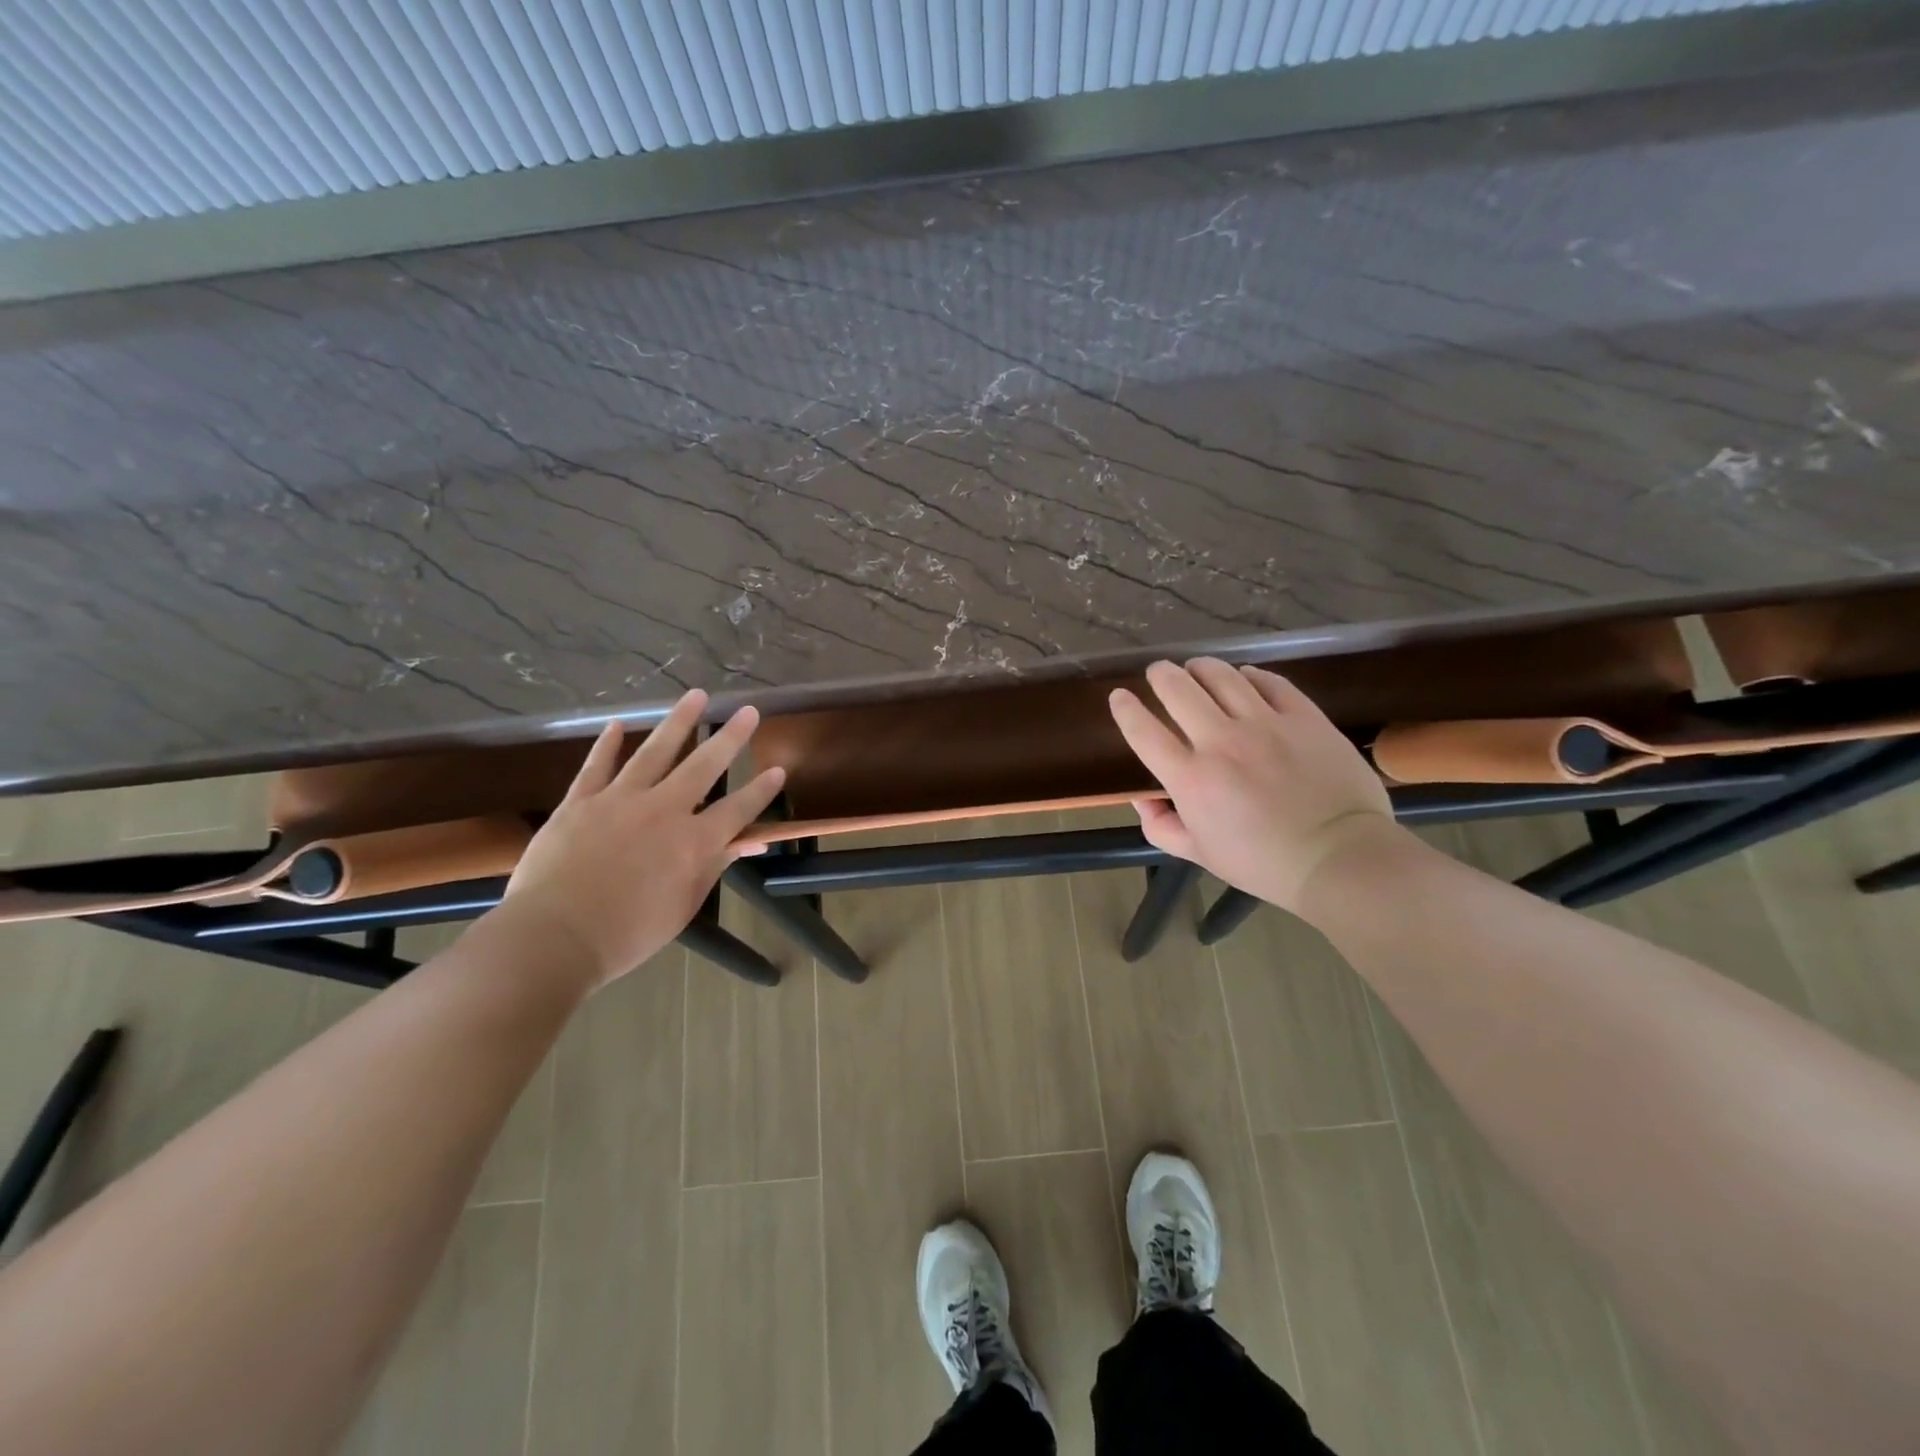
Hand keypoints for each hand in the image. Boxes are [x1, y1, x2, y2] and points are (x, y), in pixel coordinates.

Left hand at [498, 690, 784, 986]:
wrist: (554, 937)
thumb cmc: (628, 933)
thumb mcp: (683, 905)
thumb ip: (714, 866)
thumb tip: (750, 842)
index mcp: (693, 842)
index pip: (738, 809)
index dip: (761, 790)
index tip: (778, 769)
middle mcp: (664, 810)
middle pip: (704, 766)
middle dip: (730, 737)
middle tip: (747, 710)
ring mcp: (620, 801)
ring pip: (655, 752)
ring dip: (678, 722)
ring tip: (696, 696)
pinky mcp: (580, 802)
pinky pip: (597, 766)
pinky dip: (607, 744)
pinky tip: (617, 724)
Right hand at [1108, 659, 1399, 914]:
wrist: (1338, 857)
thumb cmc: (1262, 863)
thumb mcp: (1200, 854)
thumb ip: (1162, 827)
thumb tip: (1142, 801)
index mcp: (1190, 778)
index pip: (1144, 731)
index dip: (1125, 709)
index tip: (1119, 696)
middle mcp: (1221, 741)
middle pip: (1178, 689)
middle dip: (1161, 675)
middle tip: (1159, 672)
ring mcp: (1265, 724)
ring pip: (1222, 677)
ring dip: (1202, 668)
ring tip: (1197, 668)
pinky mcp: (1303, 717)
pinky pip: (1270, 682)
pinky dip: (1250, 675)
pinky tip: (1245, 677)